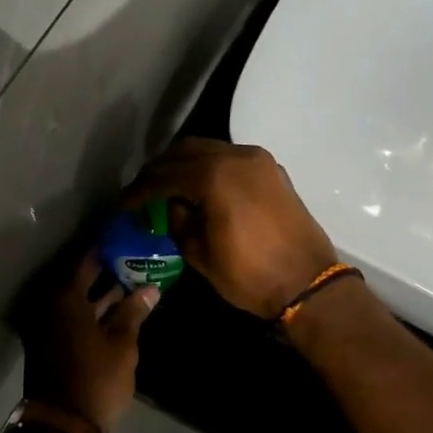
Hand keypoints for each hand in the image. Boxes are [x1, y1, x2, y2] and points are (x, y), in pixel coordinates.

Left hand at [23, 251, 158, 432]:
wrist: (64, 426)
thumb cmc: (96, 379)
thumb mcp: (122, 344)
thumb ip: (133, 312)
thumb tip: (150, 288)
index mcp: (65, 298)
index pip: (87, 261)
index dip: (109, 250)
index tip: (129, 240)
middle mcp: (51, 306)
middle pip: (82, 280)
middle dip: (109, 271)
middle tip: (138, 260)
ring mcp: (49, 327)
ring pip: (80, 301)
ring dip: (105, 294)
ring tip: (137, 284)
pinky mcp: (53, 345)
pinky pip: (76, 318)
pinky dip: (96, 313)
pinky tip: (121, 312)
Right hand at [124, 139, 338, 318]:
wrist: (307, 283)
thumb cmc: (250, 275)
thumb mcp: (201, 255)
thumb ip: (179, 222)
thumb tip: (172, 206)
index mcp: (214, 176)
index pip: (164, 175)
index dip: (139, 190)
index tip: (124, 204)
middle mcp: (236, 157)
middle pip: (186, 151)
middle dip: (160, 170)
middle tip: (144, 193)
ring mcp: (258, 161)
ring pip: (210, 149)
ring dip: (186, 165)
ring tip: (169, 189)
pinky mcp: (272, 171)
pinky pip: (232, 158)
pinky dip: (211, 167)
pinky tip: (201, 188)